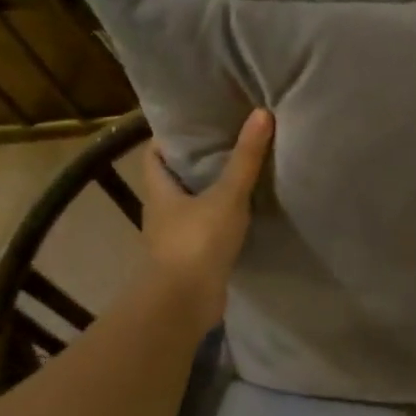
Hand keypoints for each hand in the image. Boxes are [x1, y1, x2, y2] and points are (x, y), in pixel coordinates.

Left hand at [136, 109, 273, 328]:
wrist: (186, 301)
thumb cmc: (198, 241)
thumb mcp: (227, 195)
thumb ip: (245, 158)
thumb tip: (260, 113)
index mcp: (159, 191)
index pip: (155, 155)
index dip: (170, 138)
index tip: (196, 124)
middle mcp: (161, 212)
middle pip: (174, 180)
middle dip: (196, 163)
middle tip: (226, 143)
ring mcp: (174, 238)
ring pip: (190, 206)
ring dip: (209, 193)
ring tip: (238, 175)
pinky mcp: (191, 259)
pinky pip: (205, 230)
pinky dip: (219, 220)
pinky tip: (242, 214)